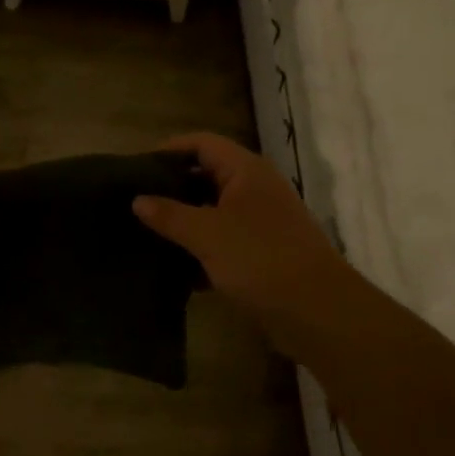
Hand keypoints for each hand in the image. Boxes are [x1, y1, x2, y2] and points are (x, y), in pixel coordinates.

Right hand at [133, 133, 361, 351]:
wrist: (318, 312)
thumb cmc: (261, 259)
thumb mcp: (207, 234)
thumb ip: (170, 215)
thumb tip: (138, 200)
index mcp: (245, 171)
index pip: (202, 143)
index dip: (169, 149)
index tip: (136, 168)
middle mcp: (255, 188)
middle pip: (207, 175)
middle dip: (172, 186)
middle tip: (136, 201)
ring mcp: (261, 221)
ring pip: (214, 210)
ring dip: (184, 220)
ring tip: (147, 232)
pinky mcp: (262, 253)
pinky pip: (224, 240)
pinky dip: (201, 248)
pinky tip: (175, 267)